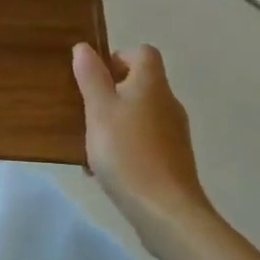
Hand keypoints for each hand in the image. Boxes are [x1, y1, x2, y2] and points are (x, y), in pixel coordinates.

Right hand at [73, 43, 211, 236]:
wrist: (166, 212)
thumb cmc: (127, 152)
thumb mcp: (99, 110)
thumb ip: (91, 77)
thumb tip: (85, 48)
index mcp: (152, 85)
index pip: (143, 53)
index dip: (119, 57)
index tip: (96, 77)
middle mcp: (168, 104)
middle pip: (140, 85)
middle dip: (111, 94)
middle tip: (86, 111)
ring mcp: (174, 135)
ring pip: (140, 116)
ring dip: (115, 123)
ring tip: (90, 145)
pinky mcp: (174, 162)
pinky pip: (144, 143)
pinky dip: (125, 148)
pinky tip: (104, 171)